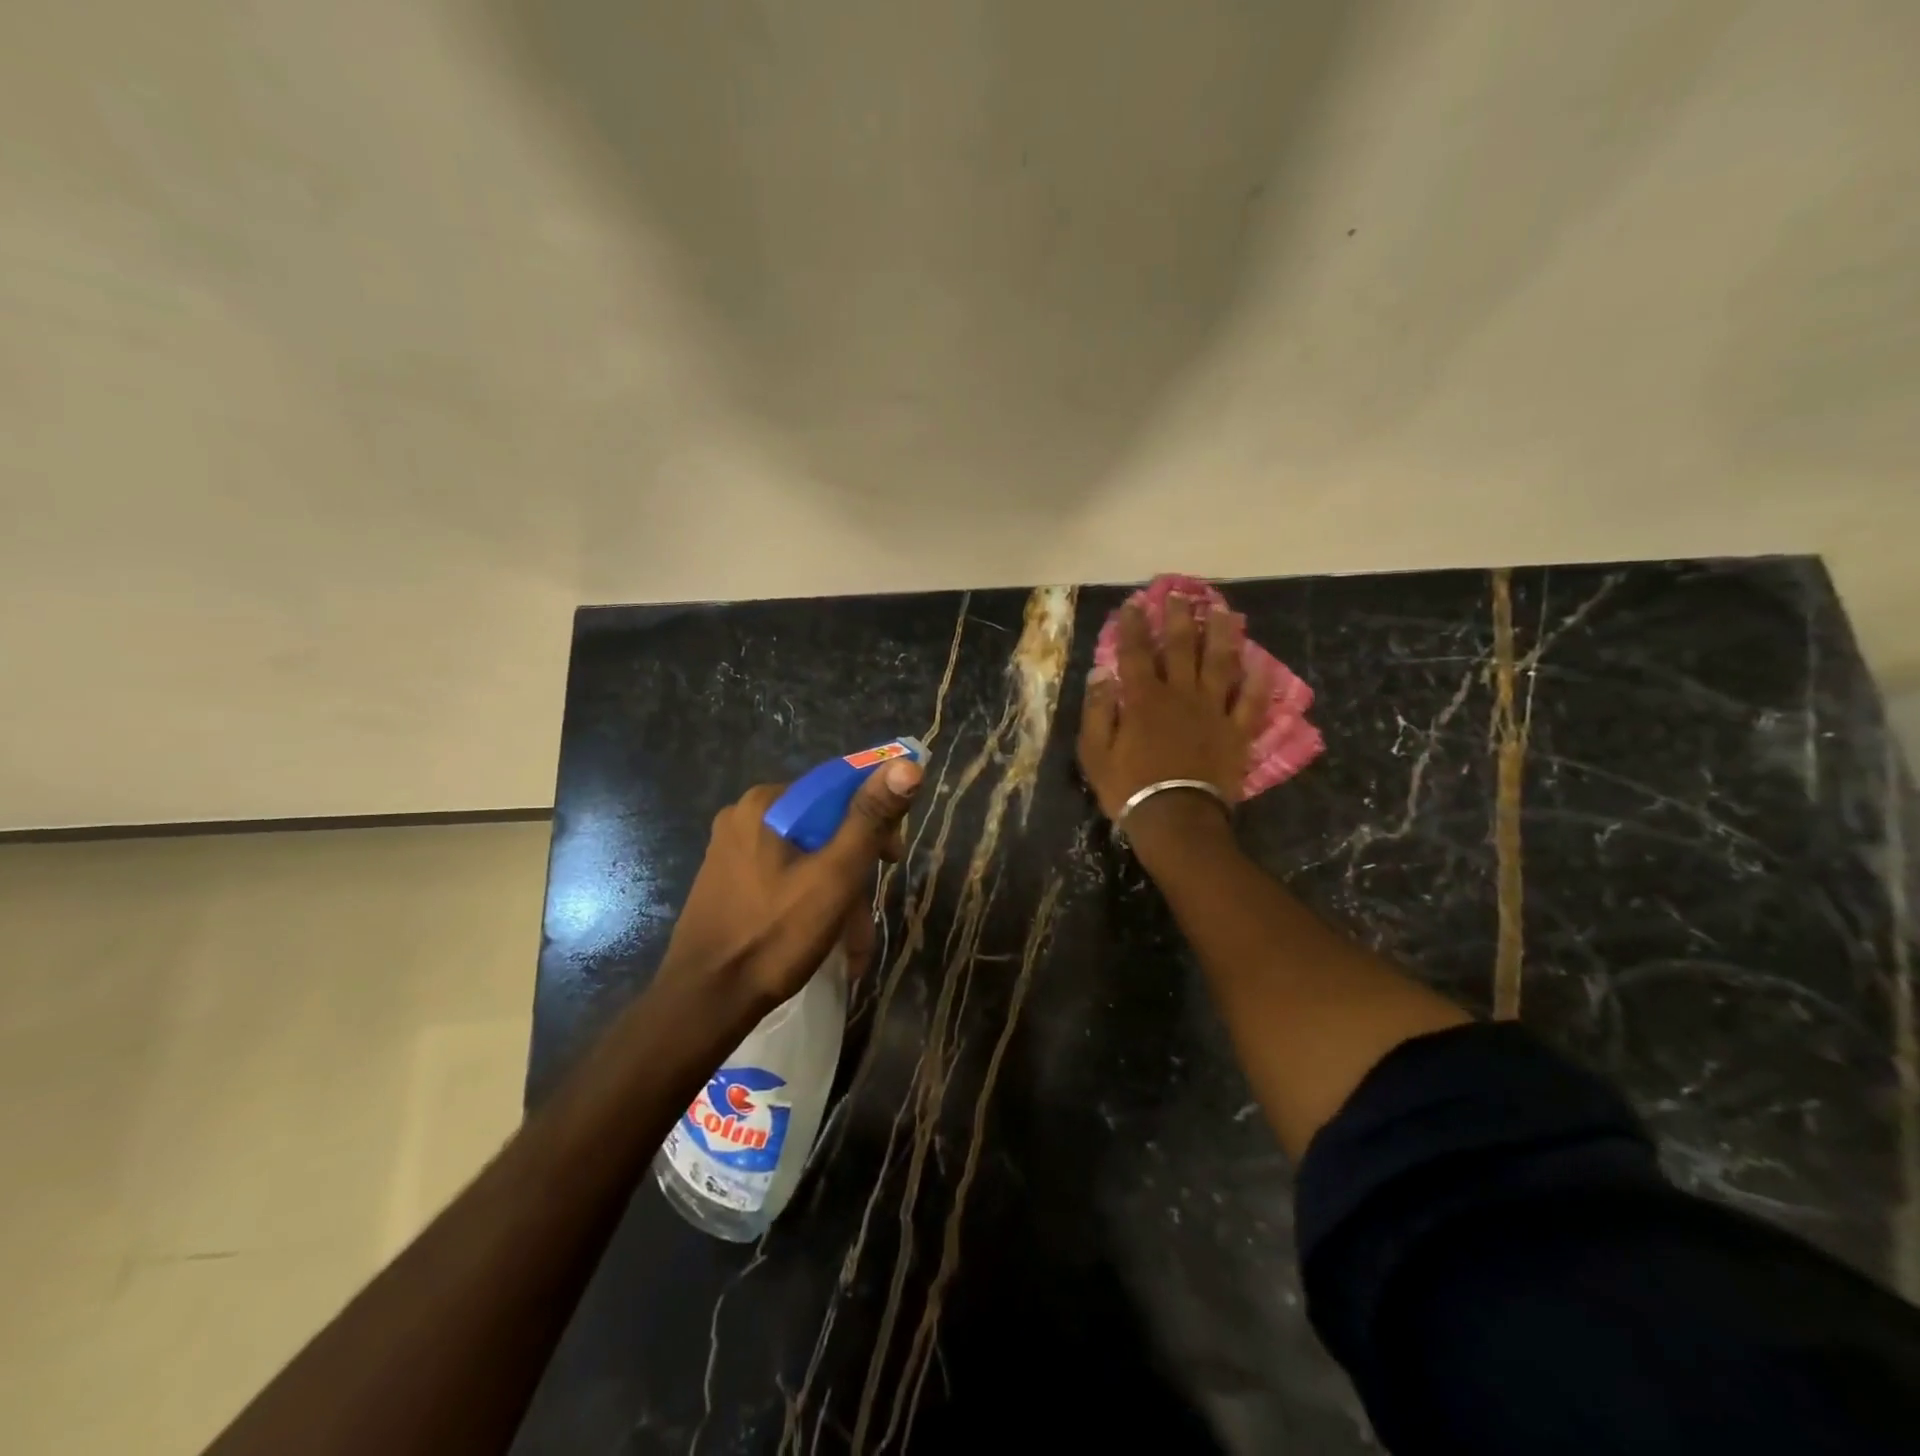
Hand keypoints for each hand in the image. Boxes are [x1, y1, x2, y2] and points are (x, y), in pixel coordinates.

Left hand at [656, 760, 922, 1016]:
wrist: (704, 1003)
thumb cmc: (774, 935)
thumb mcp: (835, 876)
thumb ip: (871, 818)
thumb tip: (908, 764)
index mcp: (767, 803)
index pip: (839, 788)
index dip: (876, 819)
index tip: (892, 860)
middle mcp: (745, 816)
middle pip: (824, 826)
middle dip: (855, 870)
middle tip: (868, 915)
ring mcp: (731, 849)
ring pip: (807, 856)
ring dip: (837, 895)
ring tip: (853, 945)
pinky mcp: (727, 880)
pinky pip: (784, 876)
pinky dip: (810, 901)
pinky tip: (825, 938)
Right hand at [1078, 597, 1263, 822]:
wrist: (1176, 820)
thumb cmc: (1129, 787)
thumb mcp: (1095, 753)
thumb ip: (1098, 711)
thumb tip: (1101, 673)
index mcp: (1144, 699)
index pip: (1136, 653)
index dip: (1133, 625)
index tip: (1134, 603)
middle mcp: (1181, 695)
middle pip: (1181, 648)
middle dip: (1179, 617)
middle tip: (1179, 593)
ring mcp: (1213, 712)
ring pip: (1220, 664)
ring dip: (1222, 634)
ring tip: (1224, 611)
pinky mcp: (1237, 733)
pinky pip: (1252, 702)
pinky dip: (1258, 681)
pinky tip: (1263, 661)